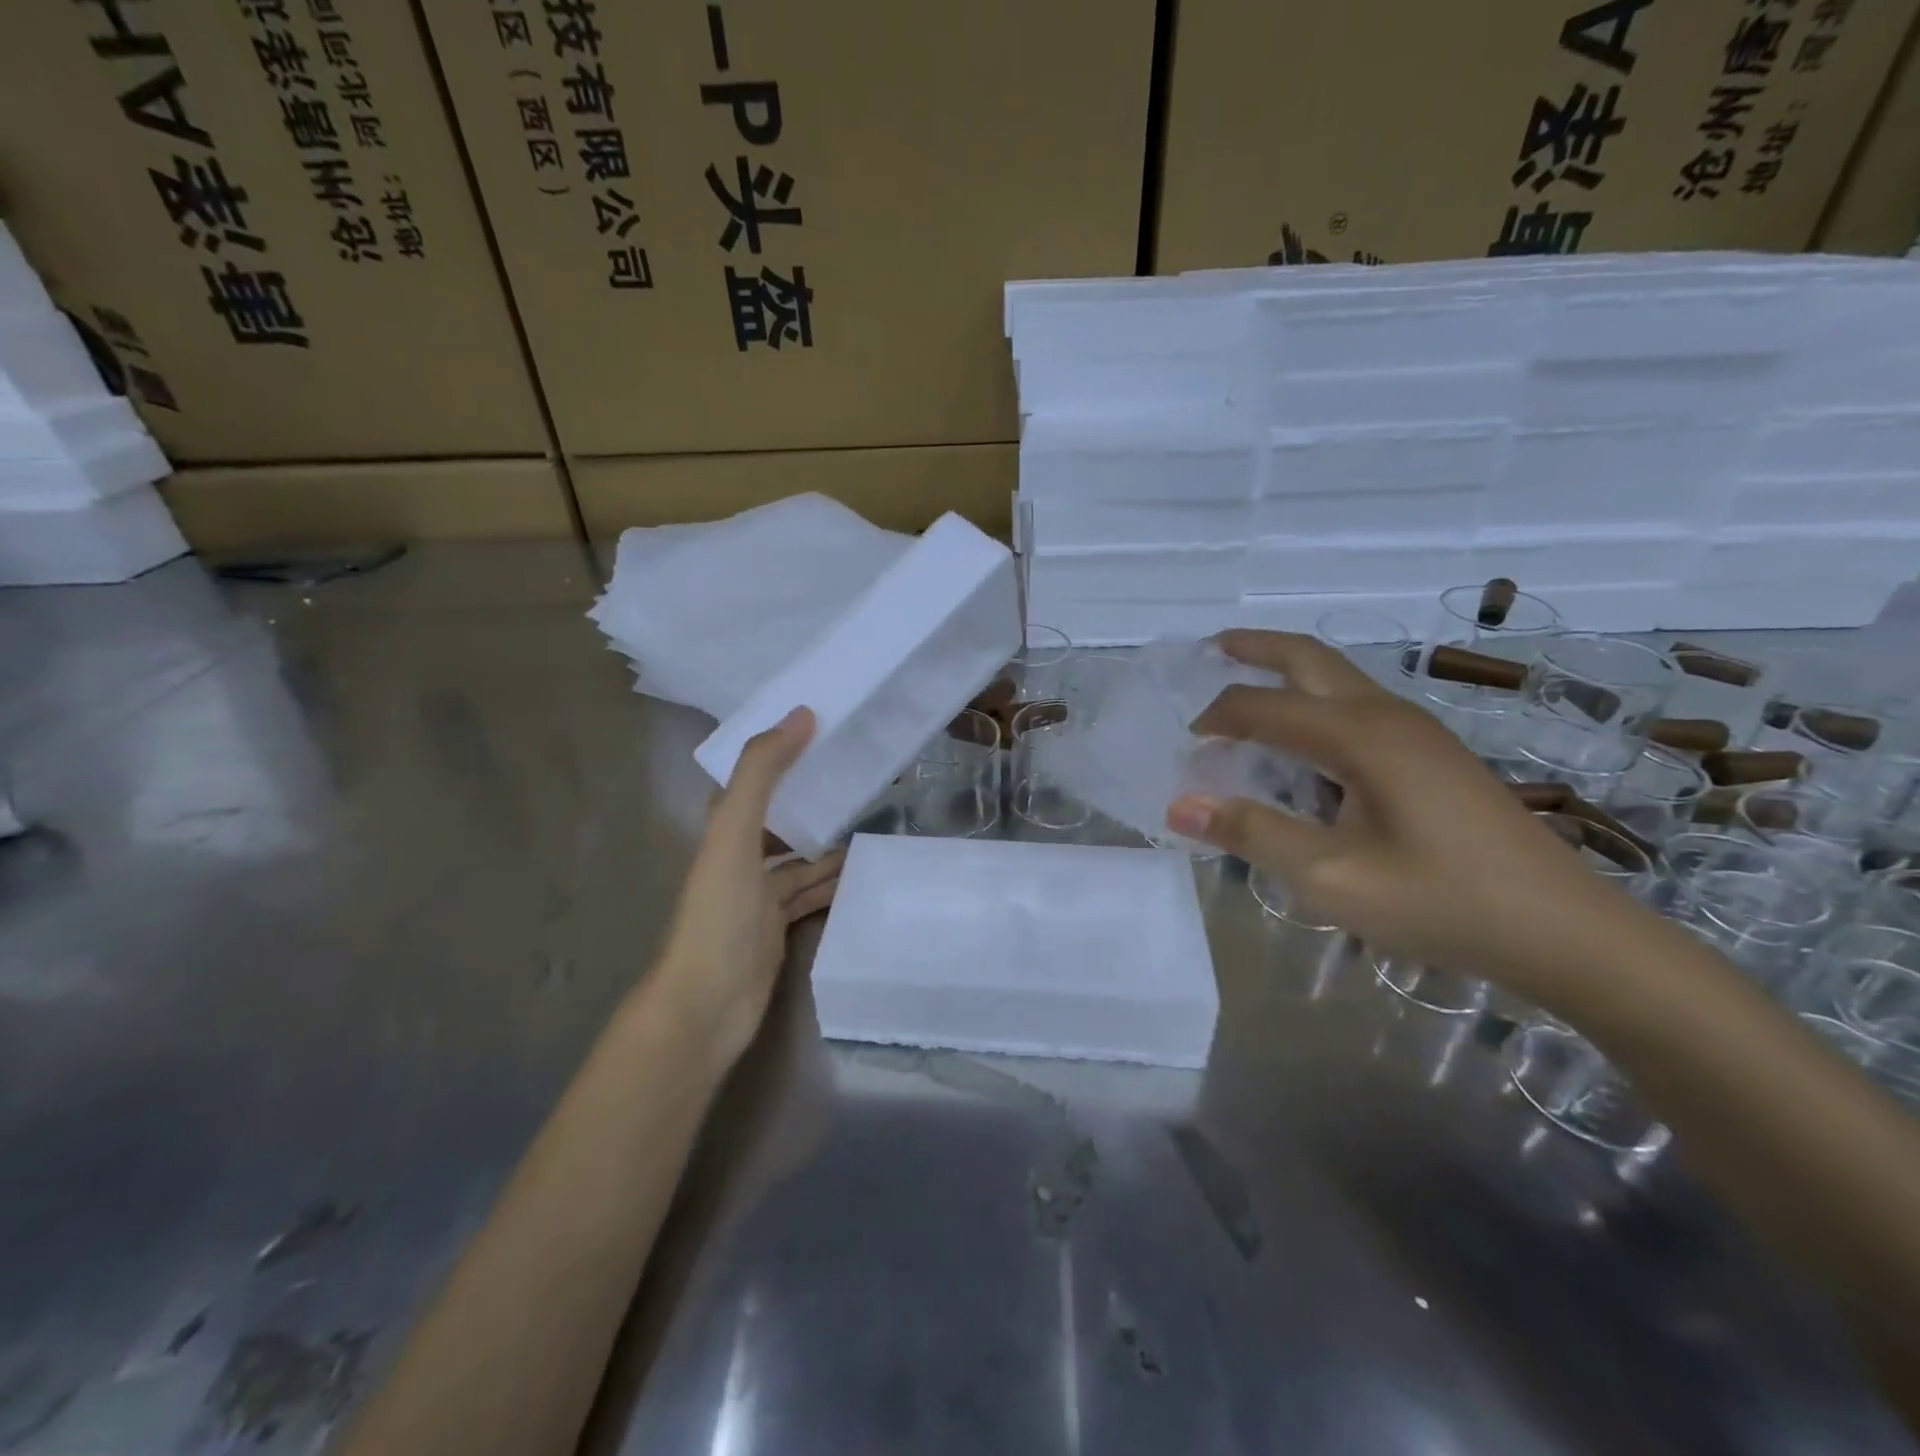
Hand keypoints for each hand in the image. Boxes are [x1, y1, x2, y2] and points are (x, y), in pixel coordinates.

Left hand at [654, 708, 843, 1077]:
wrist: (705, 1007)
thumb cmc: (718, 915)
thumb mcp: (734, 834)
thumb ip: (762, 773)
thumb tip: (801, 714)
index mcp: (723, 831)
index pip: (752, 779)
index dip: (780, 753)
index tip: (821, 730)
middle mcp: (738, 858)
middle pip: (779, 818)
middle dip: (813, 800)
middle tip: (861, 780)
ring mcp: (756, 897)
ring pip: (798, 860)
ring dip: (828, 845)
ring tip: (871, 827)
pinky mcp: (775, 929)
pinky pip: (808, 896)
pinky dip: (830, 884)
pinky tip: (858, 876)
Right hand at [1167, 631, 1628, 992]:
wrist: (1564, 931)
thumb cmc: (1441, 901)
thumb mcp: (1331, 877)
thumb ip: (1253, 833)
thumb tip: (1180, 805)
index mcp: (1358, 735)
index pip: (1262, 707)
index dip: (1215, 720)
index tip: (1185, 748)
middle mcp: (1386, 716)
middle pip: (1309, 659)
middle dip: (1256, 648)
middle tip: (1211, 648)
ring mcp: (1417, 732)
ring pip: (1338, 679)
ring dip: (1288, 673)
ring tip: (1248, 688)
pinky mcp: (1432, 755)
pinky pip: (1357, 707)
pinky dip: (1314, 704)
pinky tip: (1305, 746)